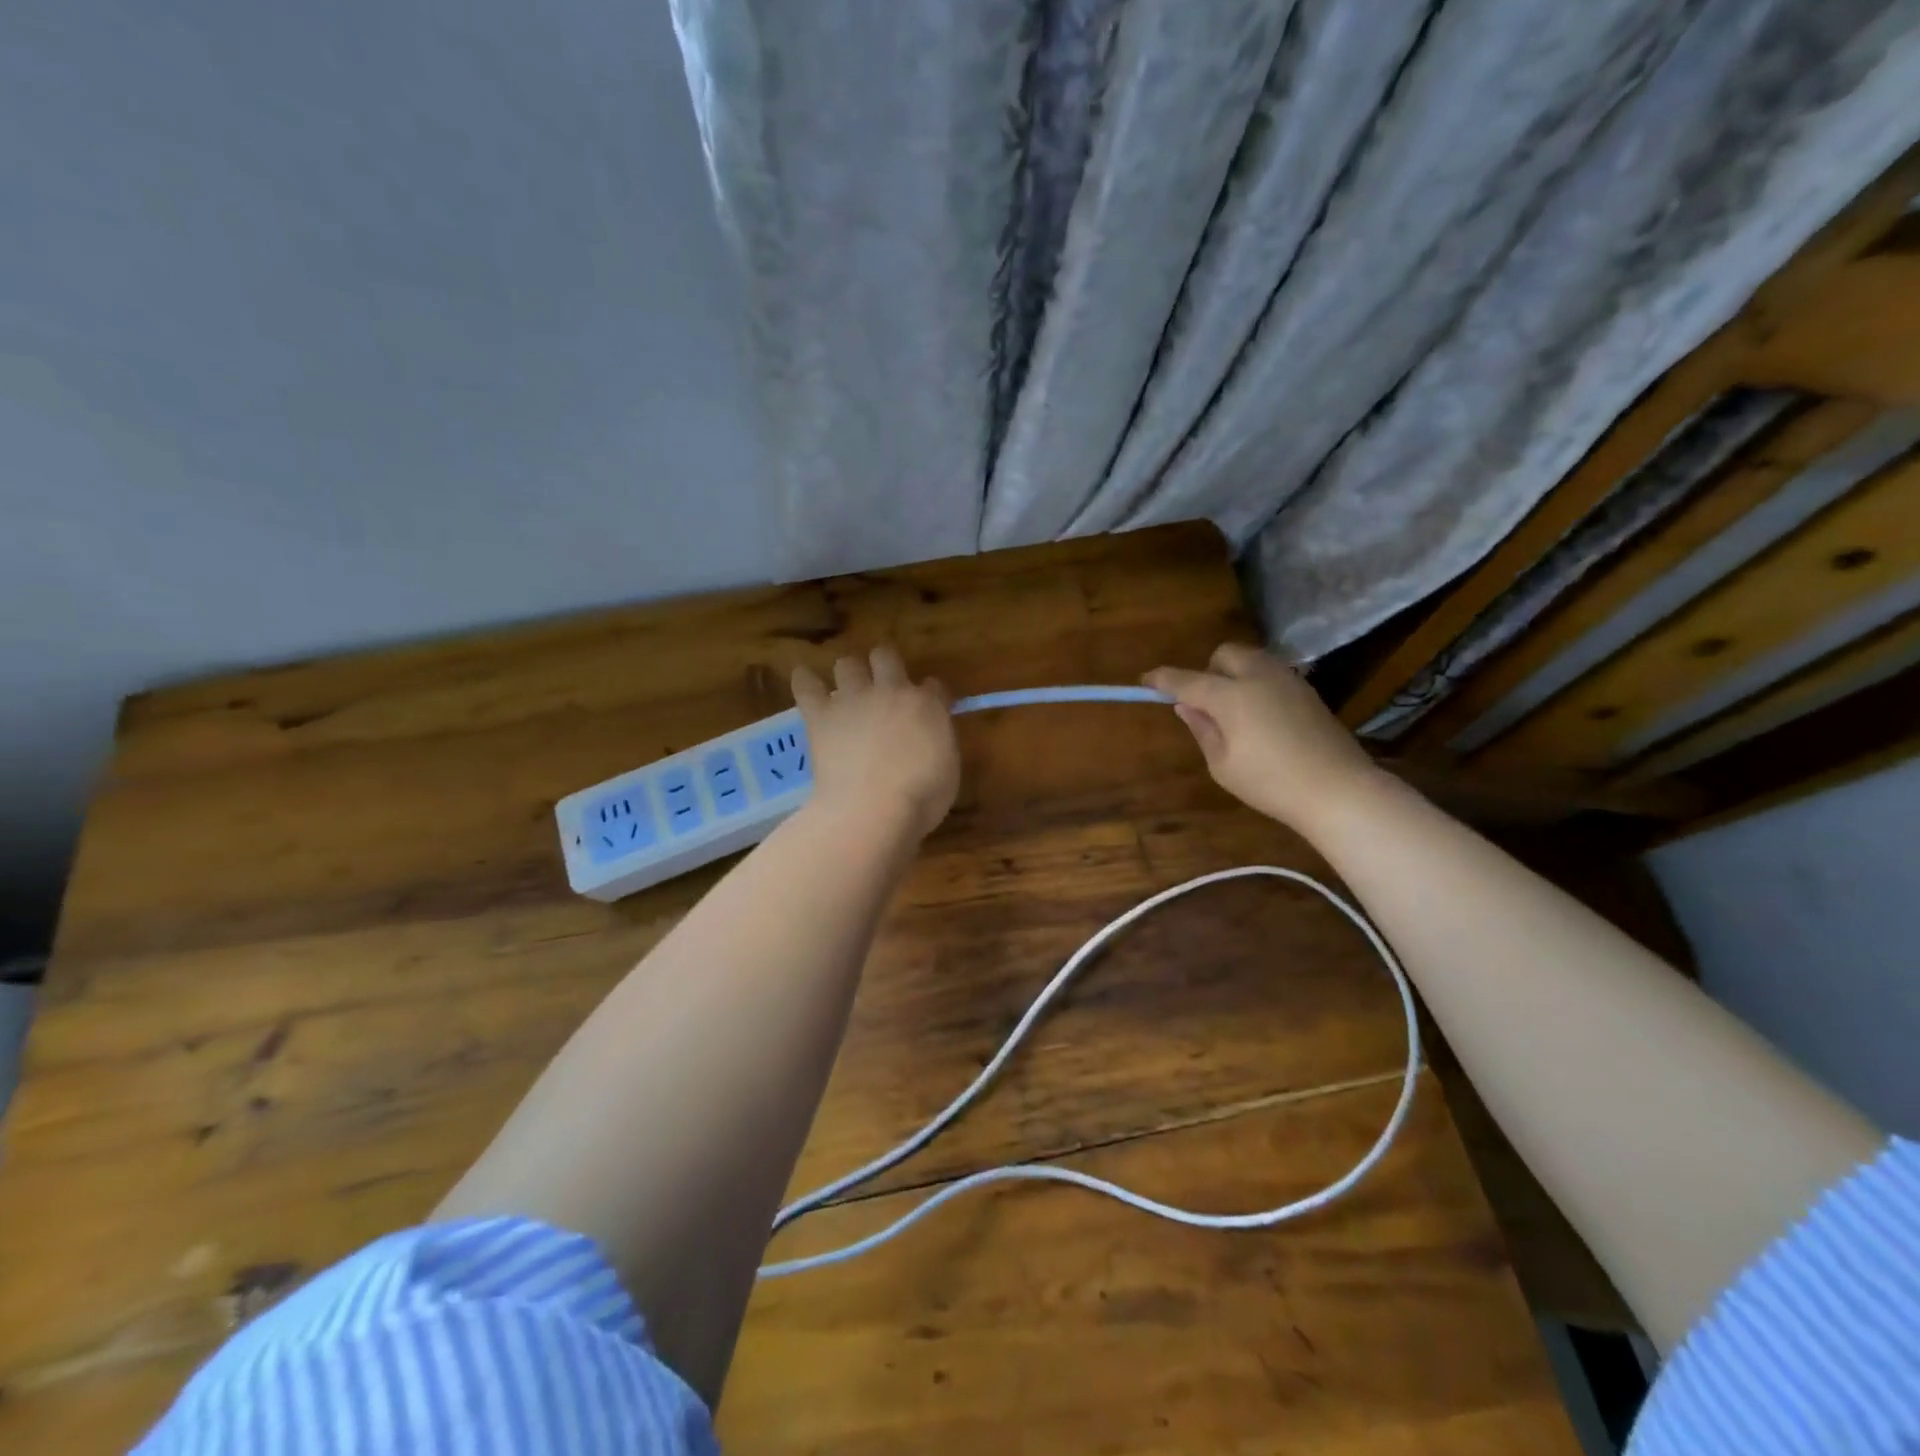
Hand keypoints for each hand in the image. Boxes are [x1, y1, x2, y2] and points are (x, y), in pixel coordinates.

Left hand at [791, 646, 959, 839]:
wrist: (871, 809)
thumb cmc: (920, 798)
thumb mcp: (948, 771)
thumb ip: (939, 743)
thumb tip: (931, 736)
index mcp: (927, 705)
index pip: (934, 686)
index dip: (932, 694)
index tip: (931, 706)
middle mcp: (891, 691)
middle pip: (886, 656)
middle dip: (885, 664)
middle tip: (884, 682)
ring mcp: (853, 700)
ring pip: (847, 663)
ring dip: (848, 672)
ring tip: (846, 686)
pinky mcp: (821, 715)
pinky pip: (806, 684)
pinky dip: (805, 680)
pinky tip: (804, 680)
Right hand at [1145, 644, 1381, 833]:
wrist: (1338, 790)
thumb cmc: (1270, 783)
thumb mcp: (1222, 764)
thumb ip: (1202, 729)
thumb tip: (1186, 706)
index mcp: (1230, 695)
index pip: (1186, 680)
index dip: (1162, 679)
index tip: (1145, 681)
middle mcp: (1258, 676)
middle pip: (1224, 655)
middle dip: (1207, 670)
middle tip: (1204, 704)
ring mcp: (1287, 680)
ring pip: (1251, 659)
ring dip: (1233, 674)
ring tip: (1233, 710)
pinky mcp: (1307, 690)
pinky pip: (1271, 673)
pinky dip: (1256, 683)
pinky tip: (1260, 716)